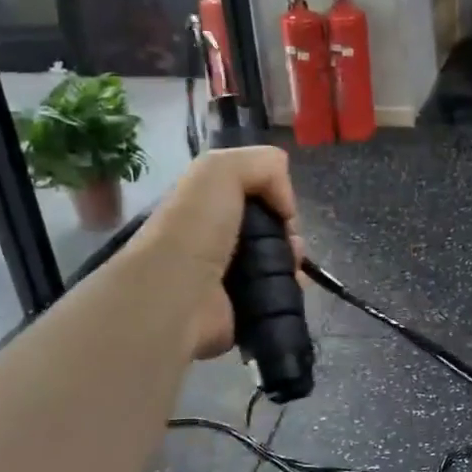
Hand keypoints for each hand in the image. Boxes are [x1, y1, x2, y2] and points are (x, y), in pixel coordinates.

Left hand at [132, 146, 304, 359]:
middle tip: (290, 241)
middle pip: (269, 228)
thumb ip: (263, 165)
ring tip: (294, 265)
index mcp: (206, 204)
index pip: (251, 194)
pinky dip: (292, 287)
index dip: (274, 196)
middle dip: (289, 231)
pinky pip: (278, 291)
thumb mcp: (222, 169)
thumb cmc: (196, 227)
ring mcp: (227, 275)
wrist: (177, 292)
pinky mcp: (241, 307)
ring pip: (277, 259)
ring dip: (294, 259)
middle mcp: (215, 237)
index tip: (282, 209)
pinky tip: (294, 284)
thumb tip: (286, 205)